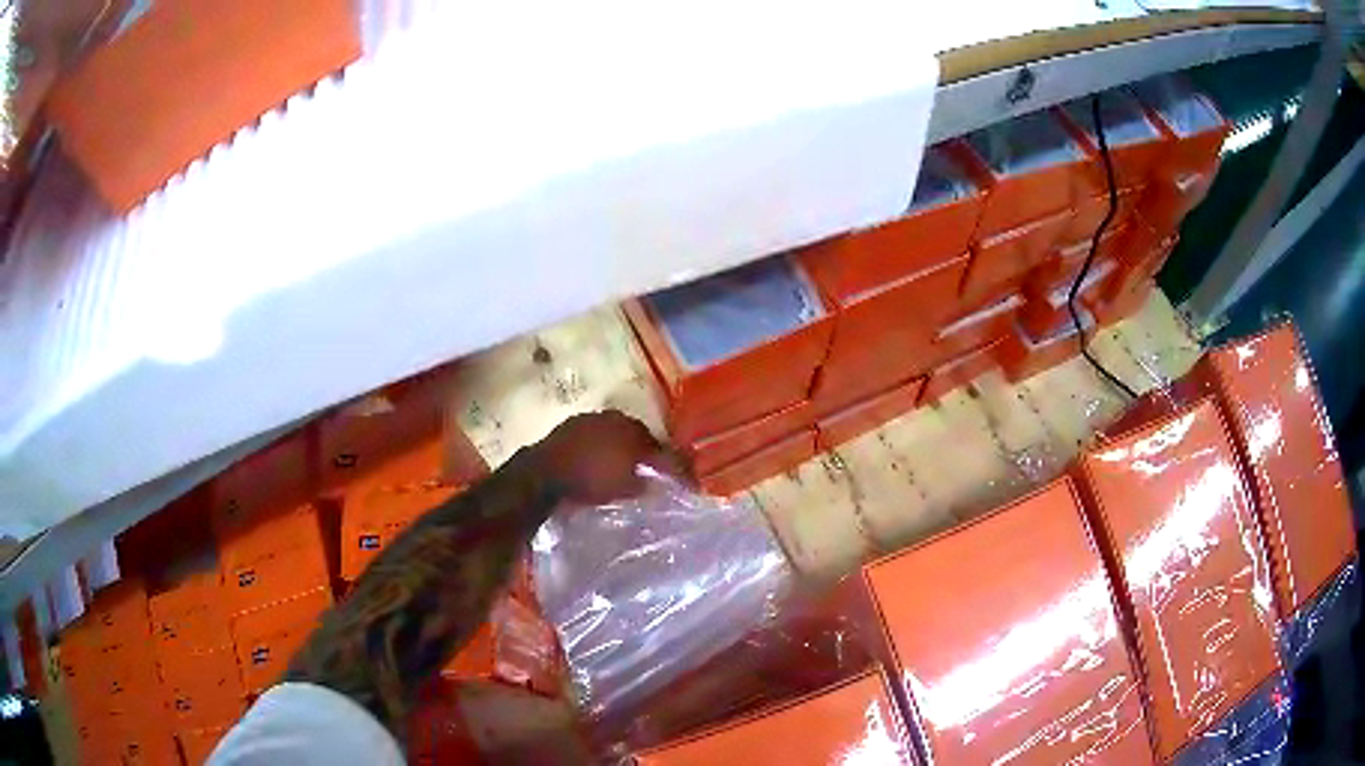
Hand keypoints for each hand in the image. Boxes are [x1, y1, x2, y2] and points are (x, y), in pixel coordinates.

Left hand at [533, 410, 664, 503]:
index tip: (667, 471)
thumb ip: (641, 483)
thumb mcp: (623, 489)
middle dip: (639, 447)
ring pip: (611, 430)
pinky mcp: (568, 426)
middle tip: (644, 464)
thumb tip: (651, 481)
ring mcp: (588, 419)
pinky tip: (595, 458)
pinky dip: (597, 444)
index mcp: (630, 429)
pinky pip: (591, 434)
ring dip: (617, 443)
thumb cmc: (590, 480)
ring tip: (618, 462)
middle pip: (633, 431)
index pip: (654, 442)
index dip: (662, 458)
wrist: (545, 473)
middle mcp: (612, 418)